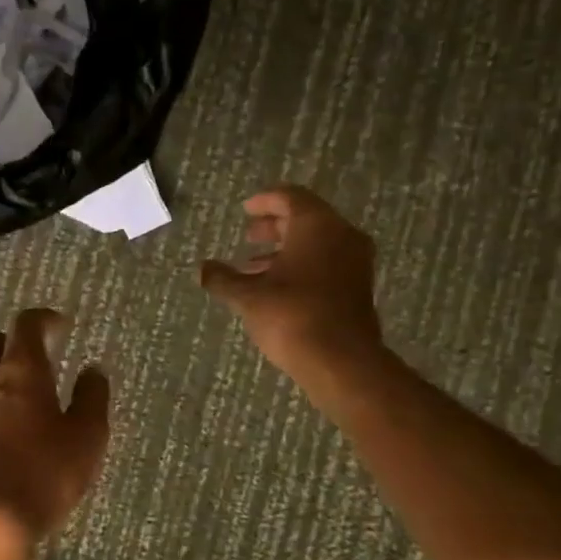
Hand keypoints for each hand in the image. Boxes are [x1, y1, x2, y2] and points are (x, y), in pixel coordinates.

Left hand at [0, 308, 109, 543]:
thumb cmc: (44, 472)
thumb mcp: (86, 436)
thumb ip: (92, 398)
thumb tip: (93, 370)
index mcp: (21, 372)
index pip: (26, 326)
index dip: (44, 318)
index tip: (62, 324)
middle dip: (15, 341)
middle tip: (40, 353)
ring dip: (1, 370)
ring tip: (26, 387)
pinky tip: (11, 420)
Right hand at [200, 186, 383, 383]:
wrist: (341, 362)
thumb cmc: (292, 317)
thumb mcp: (248, 297)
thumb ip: (223, 278)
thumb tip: (202, 268)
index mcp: (316, 225)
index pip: (291, 197)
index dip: (265, 201)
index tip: (246, 209)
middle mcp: (342, 236)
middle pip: (306, 219)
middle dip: (275, 227)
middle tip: (249, 235)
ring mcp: (355, 262)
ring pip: (317, 244)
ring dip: (285, 251)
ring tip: (252, 268)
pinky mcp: (358, 288)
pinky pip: (326, 264)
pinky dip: (301, 267)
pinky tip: (275, 289)